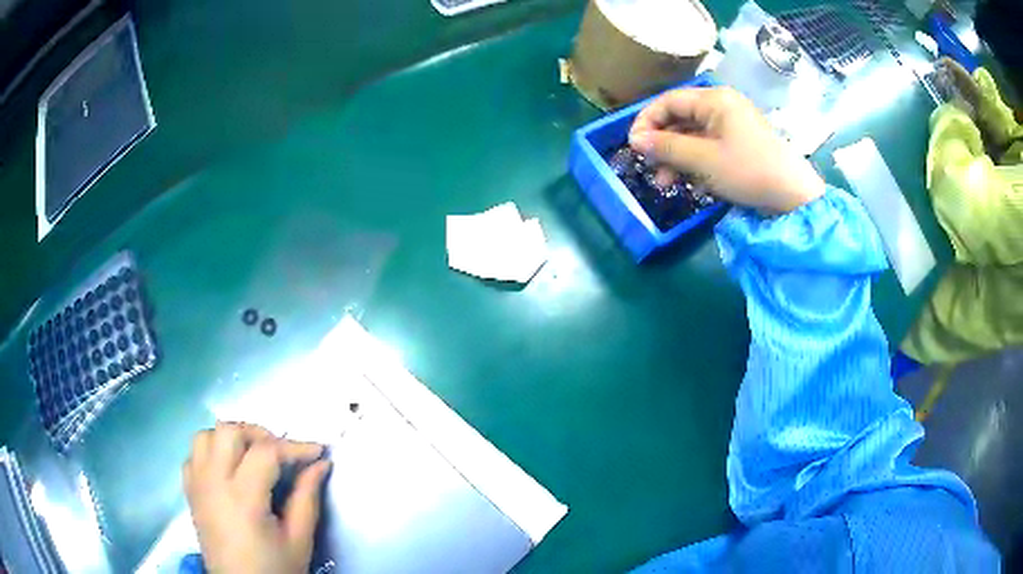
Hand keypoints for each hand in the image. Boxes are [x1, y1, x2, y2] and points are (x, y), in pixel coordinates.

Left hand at [182, 422, 331, 573]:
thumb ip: (307, 497)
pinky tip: (228, 469)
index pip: (266, 452)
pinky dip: (211, 452)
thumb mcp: (298, 539)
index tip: (317, 452)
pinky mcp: (190, 492)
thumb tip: (320, 464)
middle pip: (229, 431)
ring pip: (206, 436)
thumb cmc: (274, 569)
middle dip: (259, 435)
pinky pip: (193, 455)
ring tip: (252, 457)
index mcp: (242, 498)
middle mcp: (213, 482)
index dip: (294, 447)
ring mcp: (197, 485)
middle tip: (282, 455)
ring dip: (231, 439)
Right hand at [629, 86, 824, 213]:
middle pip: (680, 118)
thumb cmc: (748, 171)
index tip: (633, 146)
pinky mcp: (740, 144)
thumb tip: (634, 140)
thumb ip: (666, 146)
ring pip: (693, 136)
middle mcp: (722, 106)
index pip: (669, 101)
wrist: (793, 197)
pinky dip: (696, 163)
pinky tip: (691, 183)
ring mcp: (733, 125)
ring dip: (677, 158)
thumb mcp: (703, 159)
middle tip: (650, 168)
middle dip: (662, 144)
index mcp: (714, 99)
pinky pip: (709, 147)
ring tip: (666, 182)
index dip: (647, 121)